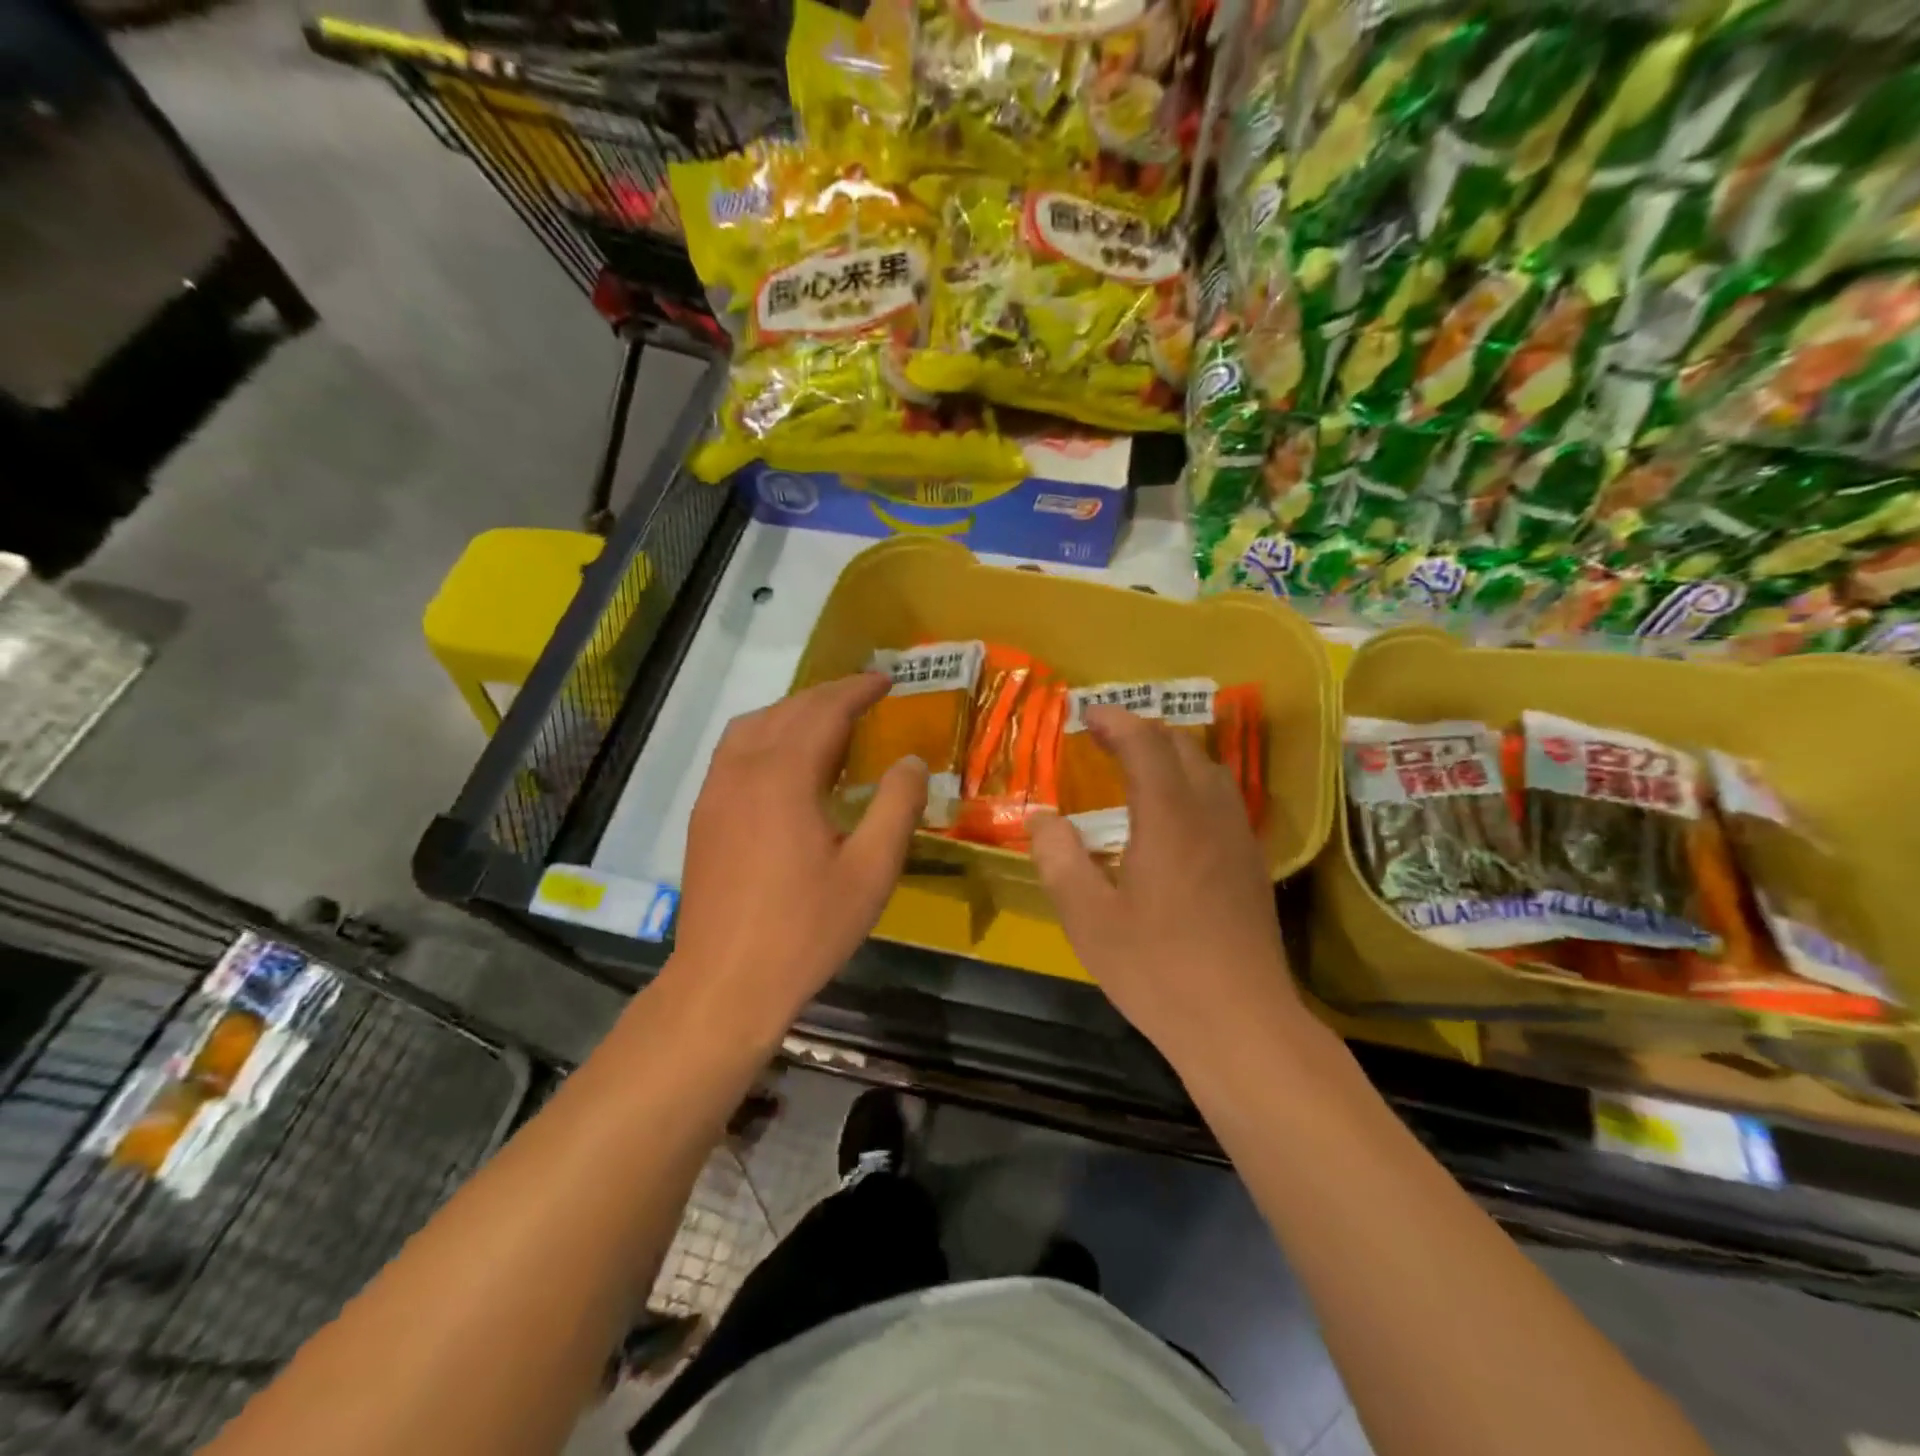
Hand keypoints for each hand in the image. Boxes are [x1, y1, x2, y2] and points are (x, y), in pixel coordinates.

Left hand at [670, 674, 927, 1038]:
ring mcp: (715, 791)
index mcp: (784, 777)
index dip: (858, 690)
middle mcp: (743, 770)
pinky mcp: (703, 814)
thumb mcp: (871, 871)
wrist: (725, 983)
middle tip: (866, 697)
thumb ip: (896, 807)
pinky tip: (786, 762)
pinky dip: (766, 735)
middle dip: (829, 696)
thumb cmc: (806, 929)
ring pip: (754, 726)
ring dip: (794, 712)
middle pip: (788, 711)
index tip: (887, 680)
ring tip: (829, 723)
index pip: (824, 711)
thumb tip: (911, 761)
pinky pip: (735, 751)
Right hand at [1030, 706, 1305, 1063]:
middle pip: (1183, 748)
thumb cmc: (1157, 970)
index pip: (1145, 745)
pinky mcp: (1251, 865)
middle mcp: (1210, 816)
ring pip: (1210, 771)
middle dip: (1142, 731)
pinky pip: (1223, 799)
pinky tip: (1175, 813)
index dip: (1116, 722)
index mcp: (1169, 819)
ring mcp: (1238, 839)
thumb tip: (1043, 818)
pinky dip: (1193, 783)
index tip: (1087, 714)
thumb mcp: (1089, 919)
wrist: (1242, 1023)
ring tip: (1138, 765)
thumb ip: (1059, 860)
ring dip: (1172, 754)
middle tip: (1105, 738)